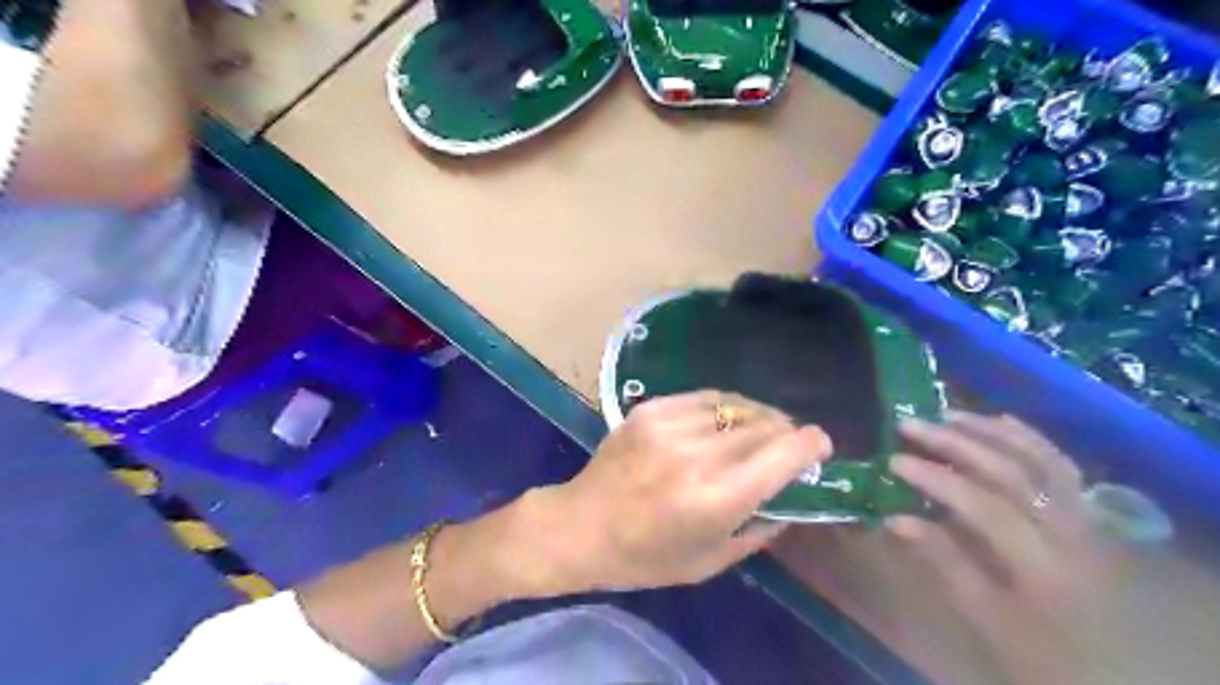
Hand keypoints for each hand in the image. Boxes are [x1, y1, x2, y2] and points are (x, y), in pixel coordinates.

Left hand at [511, 393, 833, 597]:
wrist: (580, 526)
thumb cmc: (645, 558)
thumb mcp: (710, 561)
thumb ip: (758, 530)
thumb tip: (790, 501)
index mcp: (714, 500)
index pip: (780, 456)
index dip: (810, 444)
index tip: (821, 444)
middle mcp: (695, 456)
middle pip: (762, 426)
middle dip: (786, 430)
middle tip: (793, 441)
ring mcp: (669, 426)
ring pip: (735, 407)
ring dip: (758, 416)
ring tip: (764, 427)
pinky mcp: (649, 410)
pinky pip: (703, 399)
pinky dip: (725, 407)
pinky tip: (728, 420)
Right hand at [884, 412, 1139, 683]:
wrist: (1116, 671)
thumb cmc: (1039, 651)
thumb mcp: (986, 617)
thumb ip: (943, 562)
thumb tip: (895, 518)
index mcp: (1042, 564)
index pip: (983, 506)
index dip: (936, 479)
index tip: (893, 461)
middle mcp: (1068, 530)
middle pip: (1010, 472)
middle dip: (955, 443)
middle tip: (909, 423)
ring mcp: (1083, 517)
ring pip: (1038, 459)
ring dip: (989, 431)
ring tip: (946, 413)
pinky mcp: (1086, 512)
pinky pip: (1061, 465)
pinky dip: (1029, 437)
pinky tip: (999, 420)